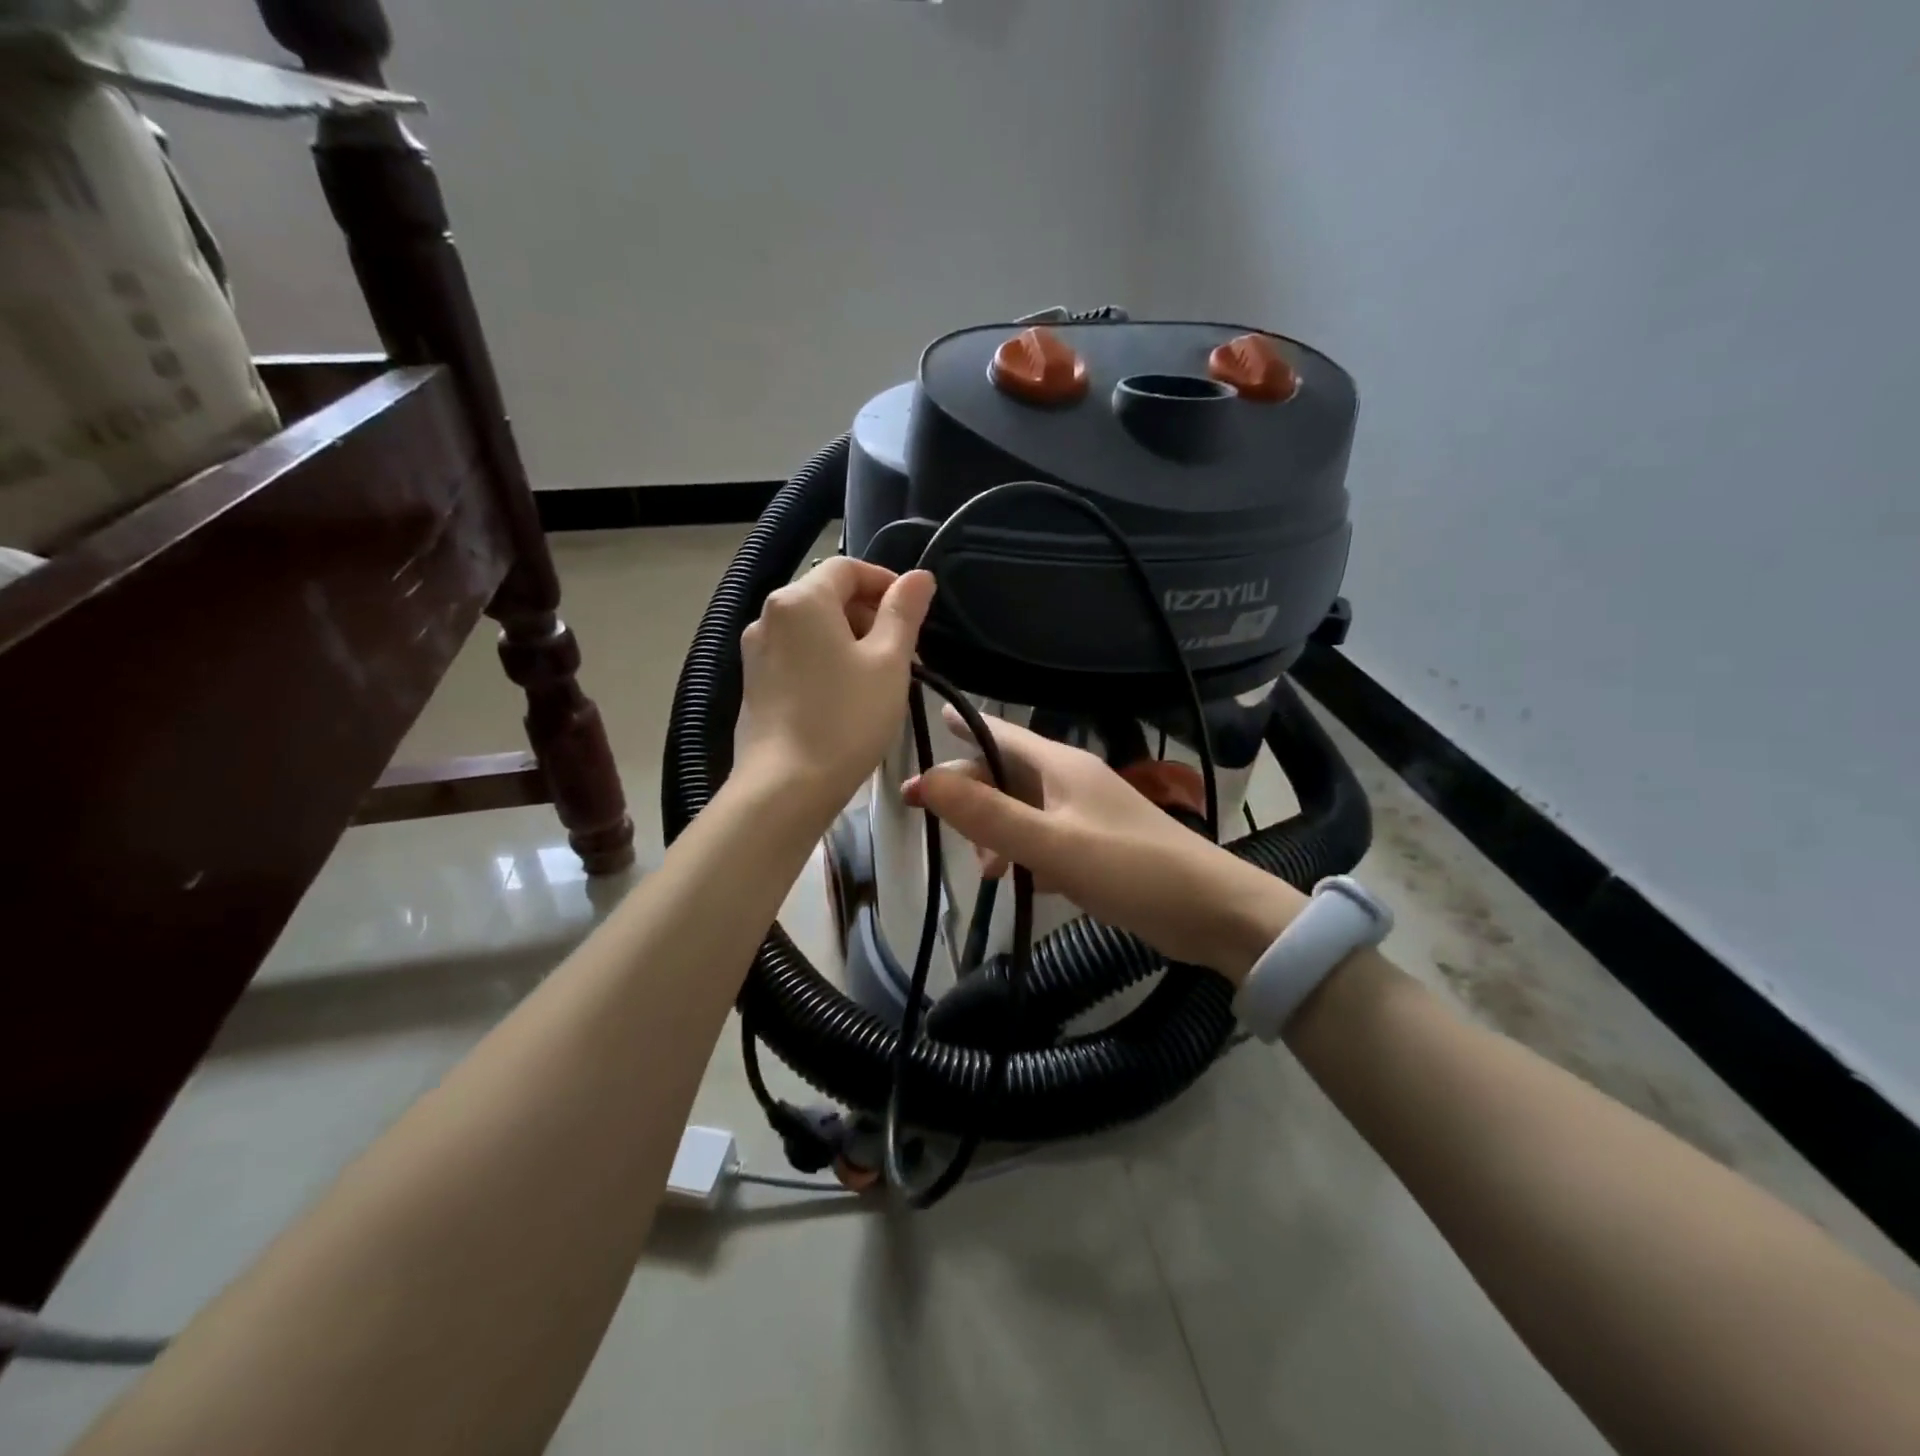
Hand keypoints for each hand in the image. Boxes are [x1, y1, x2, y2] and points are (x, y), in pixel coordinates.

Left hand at [735, 558, 935, 818]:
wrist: (785, 787)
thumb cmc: (845, 718)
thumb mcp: (888, 662)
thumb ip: (904, 612)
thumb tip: (919, 576)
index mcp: (801, 599)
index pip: (848, 568)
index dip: (886, 582)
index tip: (914, 613)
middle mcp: (769, 616)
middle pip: (827, 596)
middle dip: (870, 615)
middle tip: (904, 654)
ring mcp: (756, 652)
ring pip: (812, 629)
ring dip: (850, 640)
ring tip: (879, 679)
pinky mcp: (754, 683)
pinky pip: (797, 655)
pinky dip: (825, 661)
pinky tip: (846, 697)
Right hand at [903, 709, 1306, 980]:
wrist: (1211, 911)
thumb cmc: (1130, 869)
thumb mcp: (1052, 844)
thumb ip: (988, 815)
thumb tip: (926, 780)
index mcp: (1060, 766)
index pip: (998, 733)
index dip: (958, 730)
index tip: (920, 736)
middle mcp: (1070, 782)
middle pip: (1004, 775)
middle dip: (969, 795)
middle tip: (928, 819)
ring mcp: (1085, 815)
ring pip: (1022, 811)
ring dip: (996, 833)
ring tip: (986, 871)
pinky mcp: (1096, 847)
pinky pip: (1044, 840)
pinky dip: (1024, 855)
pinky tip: (1019, 882)